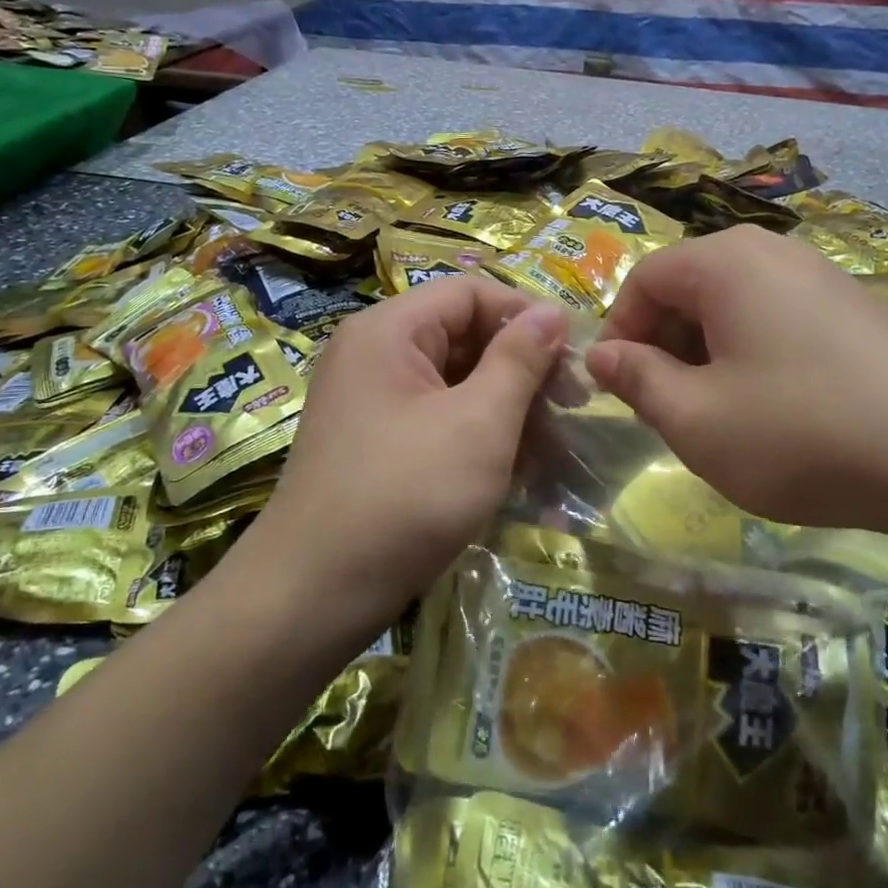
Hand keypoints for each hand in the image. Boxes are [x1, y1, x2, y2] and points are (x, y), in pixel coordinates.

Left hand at [247, 276, 568, 630]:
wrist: (314, 594)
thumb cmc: (406, 496)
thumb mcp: (479, 423)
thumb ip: (519, 360)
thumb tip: (552, 311)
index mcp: (390, 331)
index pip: (471, 292)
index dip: (527, 316)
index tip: (573, 358)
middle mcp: (374, 353)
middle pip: (463, 335)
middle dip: (522, 368)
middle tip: (572, 408)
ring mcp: (372, 400)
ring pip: (455, 382)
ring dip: (507, 408)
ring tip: (554, 448)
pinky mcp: (376, 441)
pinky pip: (437, 417)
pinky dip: (478, 434)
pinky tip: (517, 471)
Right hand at [585, 226, 887, 542]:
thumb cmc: (801, 434)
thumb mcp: (696, 419)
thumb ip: (636, 380)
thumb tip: (599, 354)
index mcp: (726, 262)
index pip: (644, 279)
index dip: (618, 332)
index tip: (617, 389)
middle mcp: (775, 252)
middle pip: (691, 287)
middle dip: (664, 345)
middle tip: (666, 408)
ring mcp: (825, 276)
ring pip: (737, 306)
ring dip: (708, 355)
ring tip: (719, 416)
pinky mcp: (860, 309)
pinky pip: (781, 320)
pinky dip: (755, 357)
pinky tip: (777, 412)